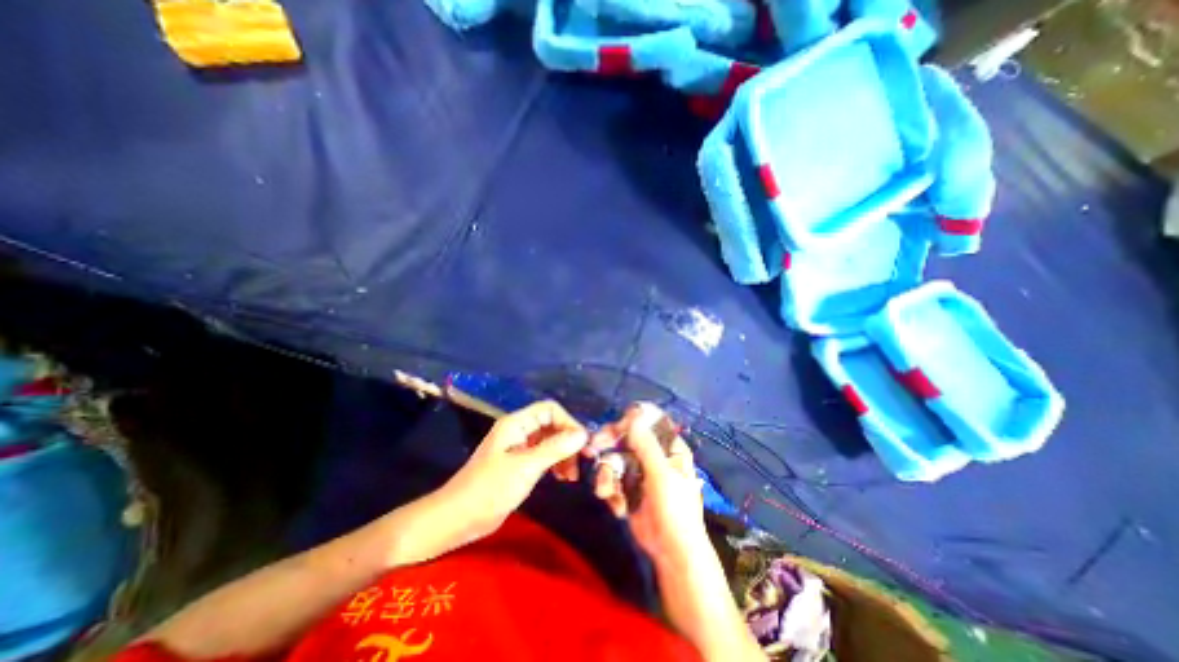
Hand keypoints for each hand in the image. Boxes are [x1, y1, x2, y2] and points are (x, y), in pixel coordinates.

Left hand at [434, 403, 585, 546]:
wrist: (458, 519)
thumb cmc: (489, 489)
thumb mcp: (525, 467)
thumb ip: (555, 448)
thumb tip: (583, 434)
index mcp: (516, 423)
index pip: (550, 410)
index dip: (568, 422)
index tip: (582, 444)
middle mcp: (519, 431)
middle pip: (552, 424)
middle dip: (568, 440)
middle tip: (582, 462)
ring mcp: (519, 448)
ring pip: (550, 441)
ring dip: (564, 454)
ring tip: (572, 475)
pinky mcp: (520, 465)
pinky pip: (544, 456)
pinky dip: (556, 463)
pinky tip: (562, 477)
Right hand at [591, 405, 707, 568]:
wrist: (671, 554)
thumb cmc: (675, 511)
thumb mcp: (661, 475)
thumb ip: (646, 444)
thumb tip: (634, 414)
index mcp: (669, 446)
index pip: (649, 420)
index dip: (632, 420)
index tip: (616, 429)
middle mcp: (654, 453)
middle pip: (627, 436)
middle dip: (609, 443)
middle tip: (593, 448)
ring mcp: (640, 470)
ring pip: (615, 457)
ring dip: (607, 473)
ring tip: (606, 491)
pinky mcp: (629, 486)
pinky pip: (612, 476)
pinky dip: (610, 489)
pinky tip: (617, 506)